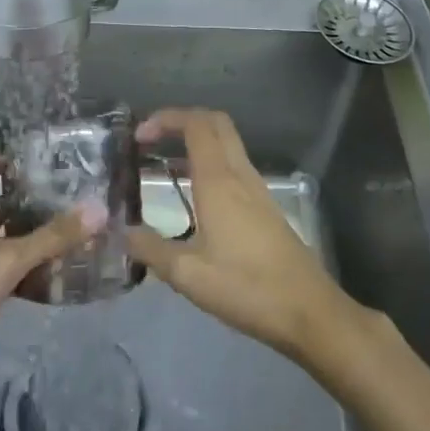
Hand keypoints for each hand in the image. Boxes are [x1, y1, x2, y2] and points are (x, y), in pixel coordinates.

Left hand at [0, 153, 103, 410]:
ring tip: (67, 233)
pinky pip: (6, 279)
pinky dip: (28, 275)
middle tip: (59, 198)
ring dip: (28, 240)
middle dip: (20, 204)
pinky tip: (56, 276)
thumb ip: (52, 236)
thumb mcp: (7, 259)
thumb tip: (97, 209)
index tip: (17, 161)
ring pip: (0, 247)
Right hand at [127, 108, 363, 362]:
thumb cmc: (247, 288)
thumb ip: (151, 250)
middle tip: (152, 142)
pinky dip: (210, 164)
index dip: (166, 119)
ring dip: (197, 142)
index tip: (139, 136)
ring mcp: (257, 189)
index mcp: (219, 181)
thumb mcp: (188, 275)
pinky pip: (234, 166)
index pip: (196, 124)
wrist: (309, 311)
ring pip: (227, 144)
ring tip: (165, 167)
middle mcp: (240, 174)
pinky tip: (194, 196)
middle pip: (215, 123)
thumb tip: (121, 232)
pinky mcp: (266, 207)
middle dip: (182, 121)